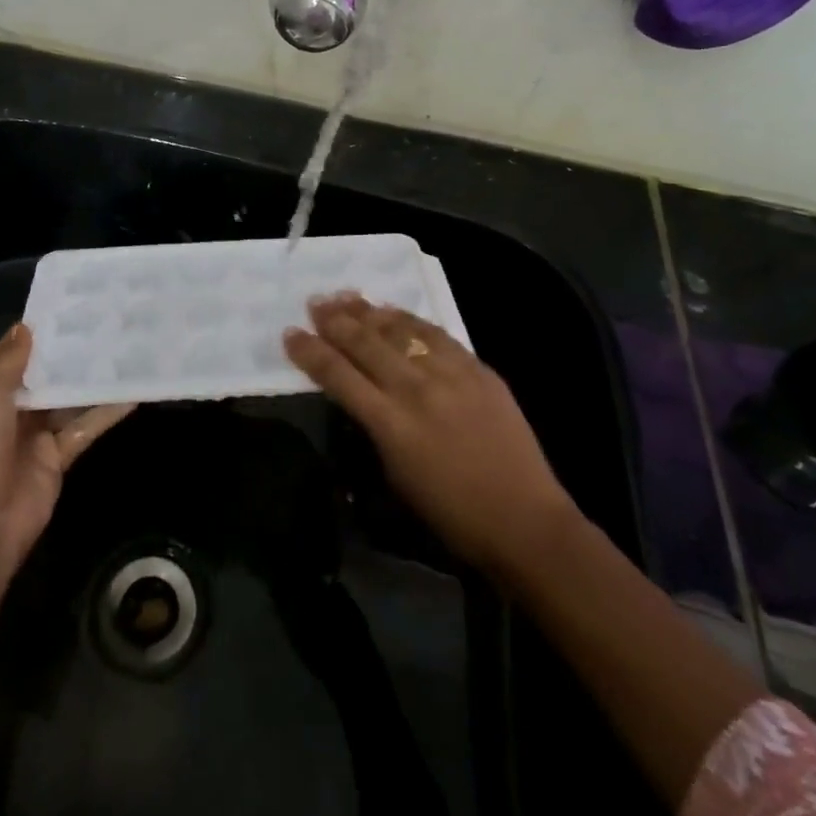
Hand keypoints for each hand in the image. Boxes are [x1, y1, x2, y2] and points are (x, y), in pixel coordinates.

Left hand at [0, 324, 132, 580]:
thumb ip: (8, 361)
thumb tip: (26, 326)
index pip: (11, 355)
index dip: (36, 332)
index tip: (68, 306)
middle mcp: (11, 410)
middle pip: (45, 375)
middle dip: (69, 353)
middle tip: (105, 321)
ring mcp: (36, 434)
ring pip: (68, 399)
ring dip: (91, 379)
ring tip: (124, 349)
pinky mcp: (59, 456)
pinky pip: (85, 427)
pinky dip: (106, 412)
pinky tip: (132, 393)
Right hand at [284, 294, 573, 575]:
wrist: (524, 519)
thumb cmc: (452, 514)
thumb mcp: (397, 475)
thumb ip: (375, 427)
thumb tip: (361, 394)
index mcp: (390, 424)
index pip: (338, 375)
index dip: (310, 352)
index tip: (290, 333)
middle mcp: (416, 389)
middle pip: (366, 343)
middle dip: (335, 321)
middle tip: (315, 303)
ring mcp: (450, 374)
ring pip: (400, 330)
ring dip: (369, 312)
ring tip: (346, 296)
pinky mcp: (478, 368)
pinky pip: (436, 334)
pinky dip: (410, 320)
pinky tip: (395, 312)